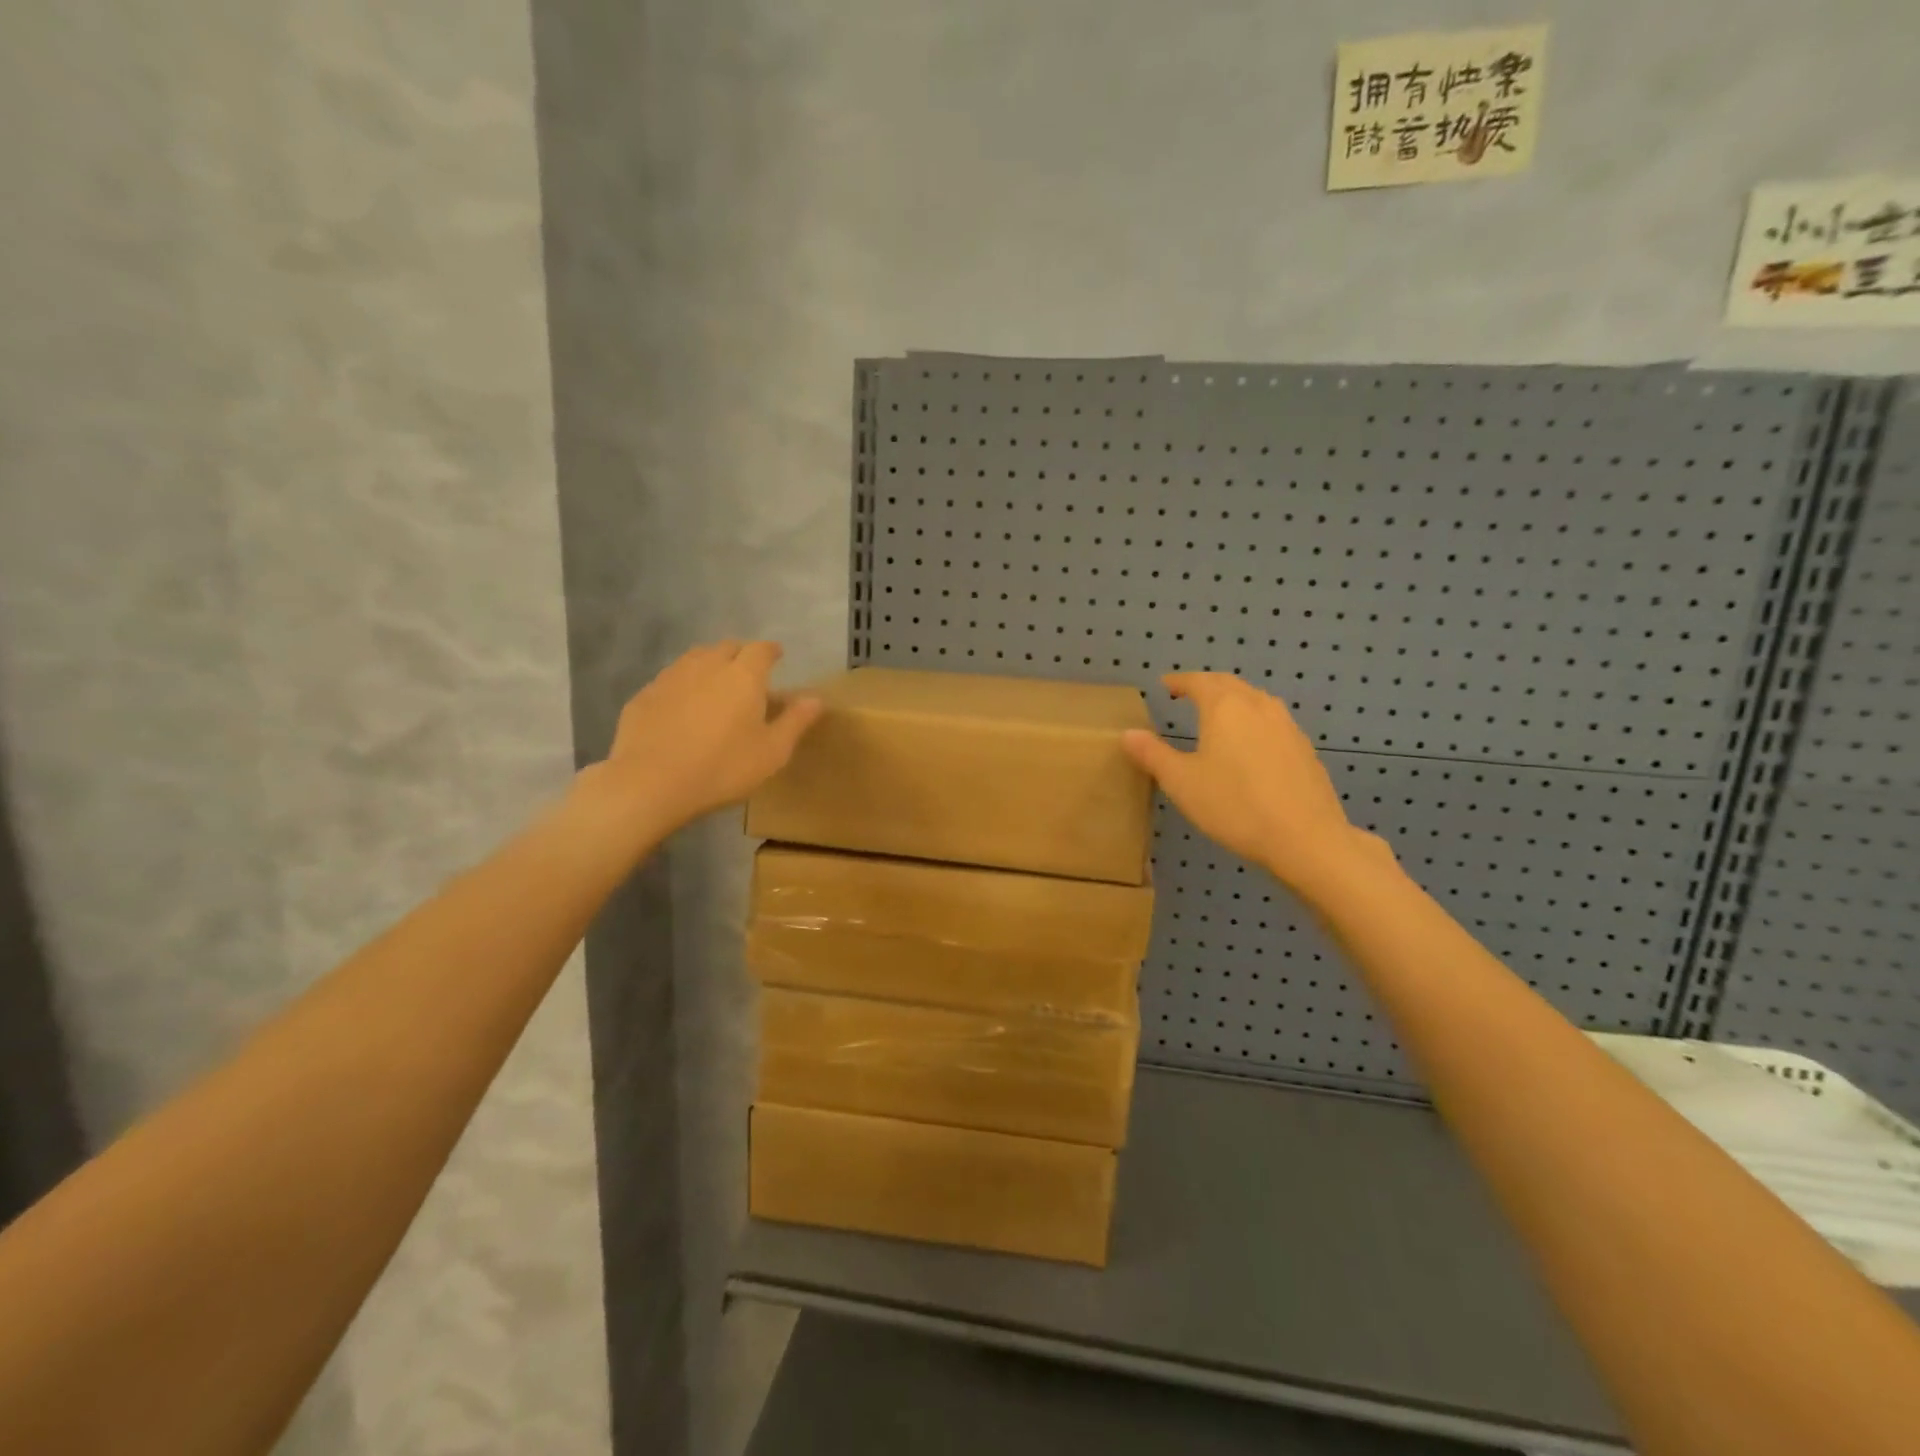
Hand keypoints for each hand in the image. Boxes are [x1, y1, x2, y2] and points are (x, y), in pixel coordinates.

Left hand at [597, 641, 822, 840]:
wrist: (651, 783)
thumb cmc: (723, 768)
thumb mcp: (772, 752)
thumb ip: (795, 721)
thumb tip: (815, 698)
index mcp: (744, 676)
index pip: (761, 649)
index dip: (771, 650)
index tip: (777, 656)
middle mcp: (707, 666)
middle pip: (727, 647)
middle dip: (740, 654)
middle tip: (747, 673)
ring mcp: (671, 677)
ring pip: (695, 658)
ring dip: (709, 665)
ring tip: (715, 685)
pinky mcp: (645, 695)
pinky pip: (670, 680)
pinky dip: (683, 685)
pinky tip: (682, 707)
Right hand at [1121, 673, 1384, 895]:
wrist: (1305, 837)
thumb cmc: (1234, 805)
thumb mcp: (1181, 782)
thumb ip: (1152, 754)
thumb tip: (1128, 733)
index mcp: (1225, 708)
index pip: (1199, 681)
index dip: (1180, 681)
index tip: (1166, 685)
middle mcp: (1258, 706)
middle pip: (1230, 685)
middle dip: (1207, 686)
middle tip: (1189, 694)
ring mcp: (1287, 726)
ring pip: (1255, 701)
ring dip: (1233, 701)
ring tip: (1218, 715)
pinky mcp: (1304, 749)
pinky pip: (1272, 722)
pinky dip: (1253, 721)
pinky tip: (1250, 745)